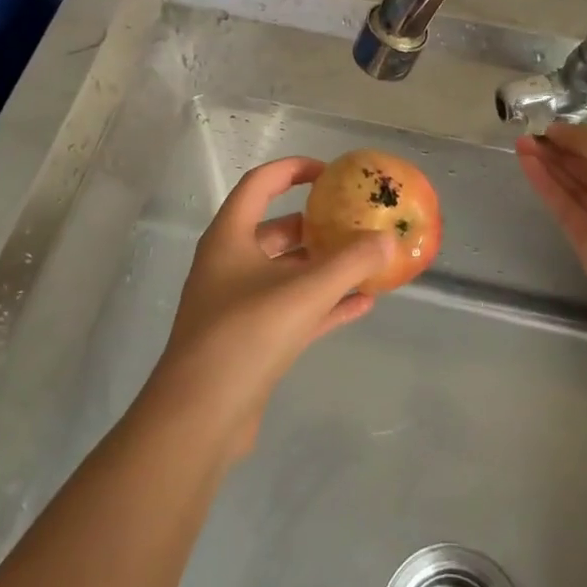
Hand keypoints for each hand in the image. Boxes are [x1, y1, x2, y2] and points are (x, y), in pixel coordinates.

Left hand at [148, 157, 392, 458]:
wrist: (200, 417)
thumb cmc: (245, 335)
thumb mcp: (303, 292)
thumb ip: (349, 262)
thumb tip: (386, 239)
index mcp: (229, 237)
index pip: (260, 184)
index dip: (293, 169)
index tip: (330, 172)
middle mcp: (229, 264)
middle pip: (276, 229)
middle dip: (316, 223)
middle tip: (354, 220)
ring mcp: (238, 304)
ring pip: (287, 273)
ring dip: (324, 266)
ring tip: (366, 260)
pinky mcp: (250, 341)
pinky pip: (293, 310)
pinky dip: (323, 304)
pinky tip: (362, 304)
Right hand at [515, 122, 586, 296]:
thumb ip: (583, 138)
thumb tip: (555, 131)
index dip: (584, 140)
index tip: (554, 129)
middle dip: (562, 152)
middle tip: (530, 135)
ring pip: (577, 191)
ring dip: (550, 166)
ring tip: (521, 144)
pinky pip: (567, 210)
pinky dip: (547, 186)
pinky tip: (526, 163)